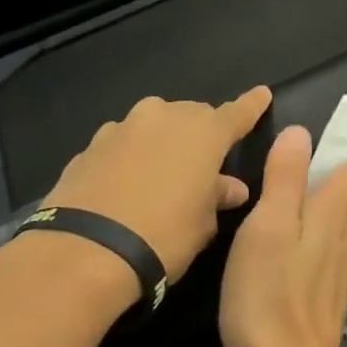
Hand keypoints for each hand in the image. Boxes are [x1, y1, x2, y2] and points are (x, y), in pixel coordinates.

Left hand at [41, 87, 271, 281]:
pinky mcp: (88, 147)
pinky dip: (130, 158)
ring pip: (154, 126)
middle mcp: (164, 117)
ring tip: (161, 175)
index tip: (262, 94)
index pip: (237, 112)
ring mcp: (122, 128)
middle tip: (204, 164)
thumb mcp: (204, 223)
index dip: (252, 105)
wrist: (83, 252)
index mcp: (204, 132)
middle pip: (192, 116)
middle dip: (201, 134)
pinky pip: (122, 146)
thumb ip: (218, 196)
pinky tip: (126, 186)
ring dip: (163, 143)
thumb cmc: (164, 235)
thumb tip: (230, 187)